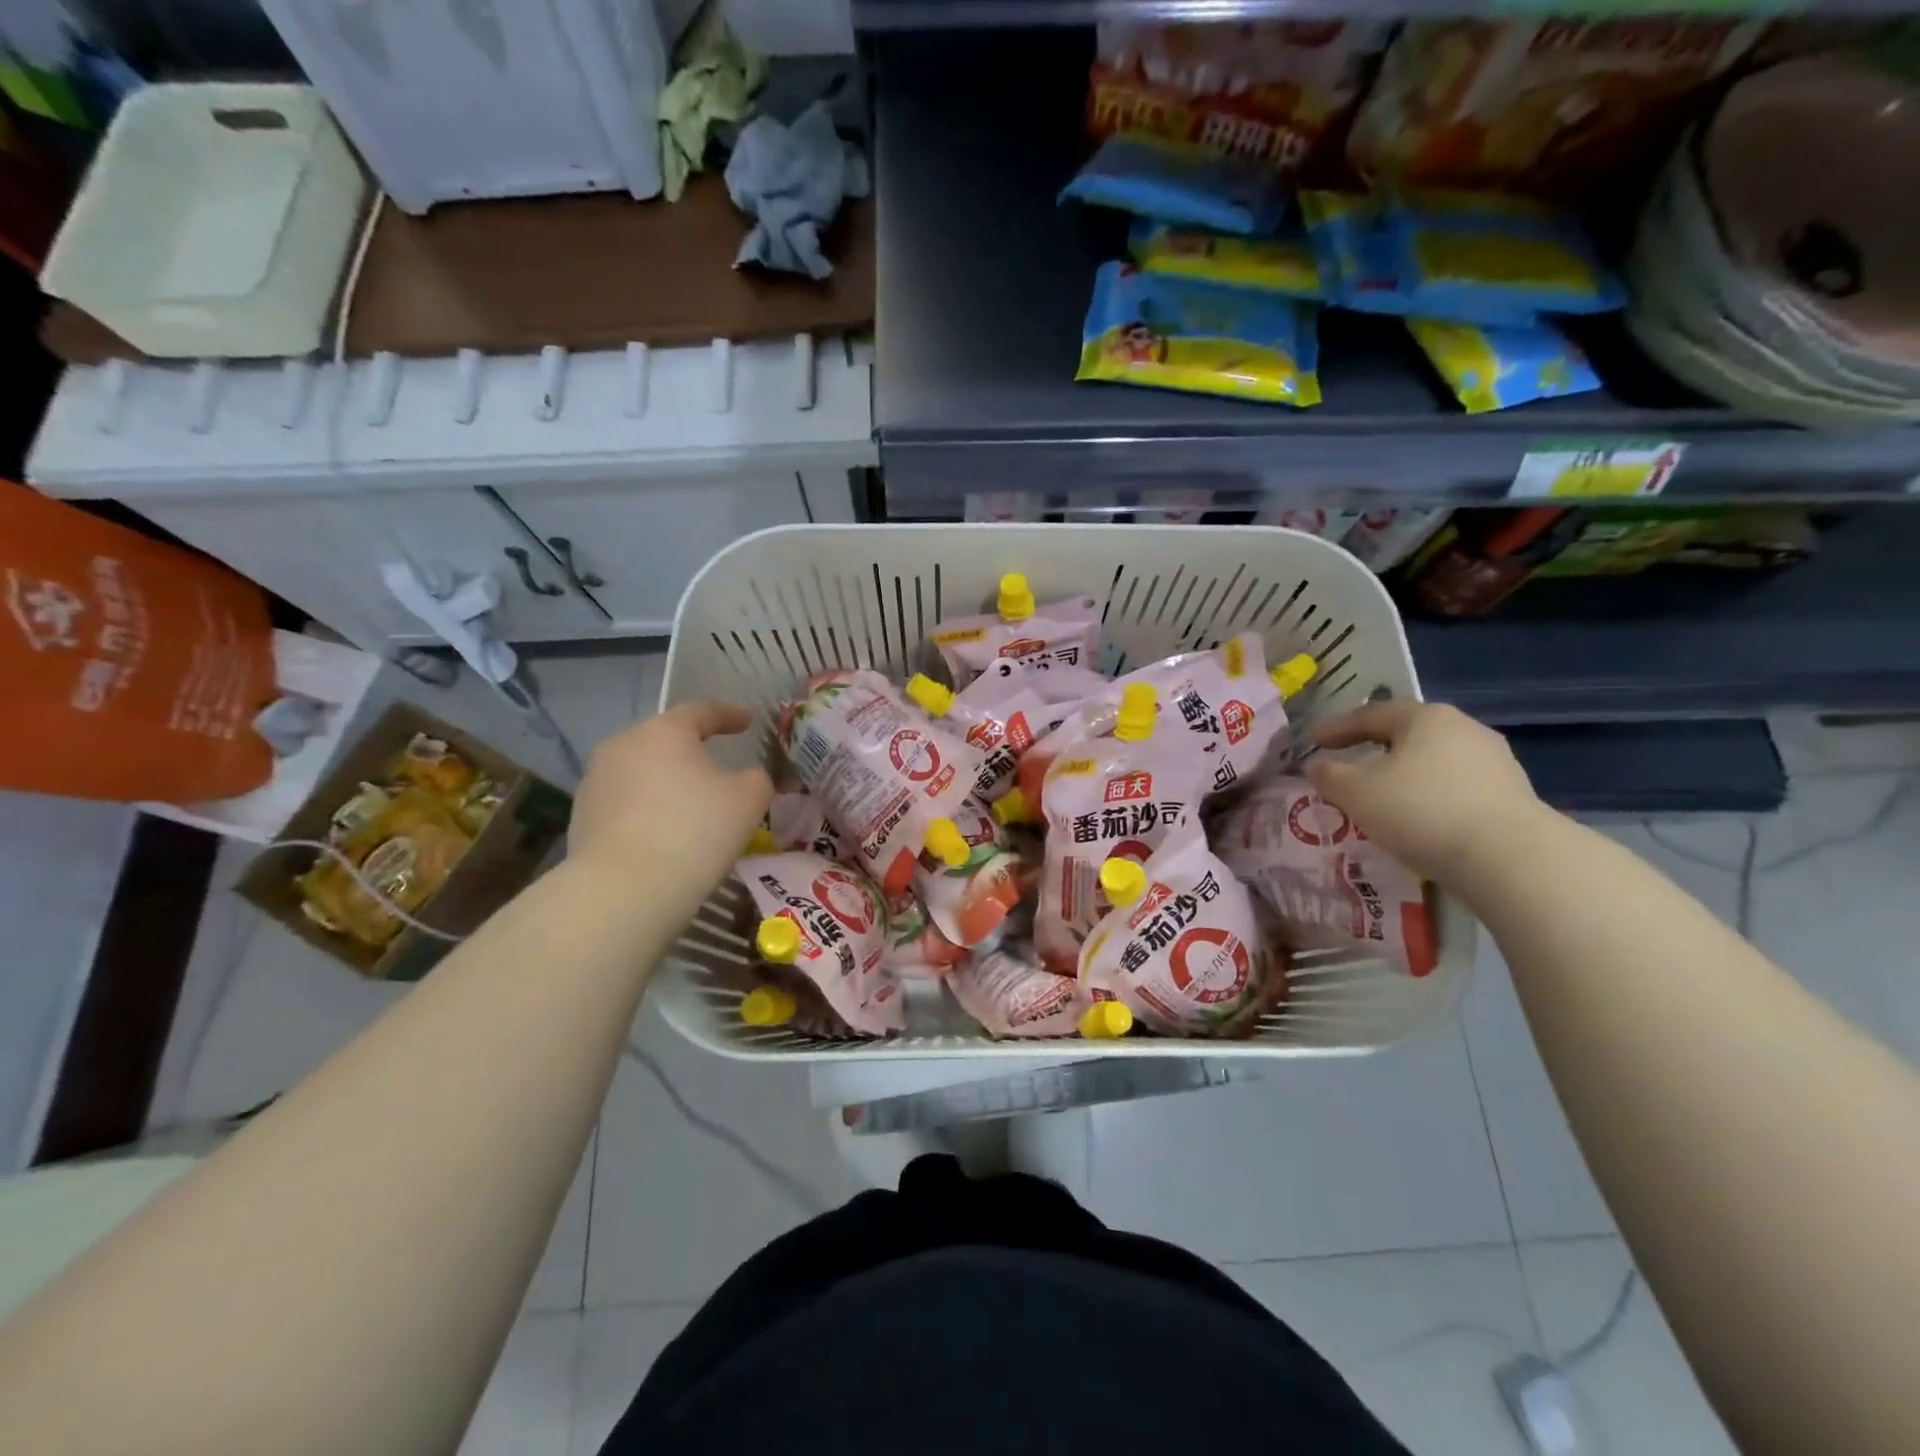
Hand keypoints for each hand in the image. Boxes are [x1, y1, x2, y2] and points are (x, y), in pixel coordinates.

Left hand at [568, 702, 772, 902]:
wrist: (625, 889)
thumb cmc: (696, 830)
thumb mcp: (748, 800)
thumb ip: (757, 778)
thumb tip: (749, 777)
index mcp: (665, 731)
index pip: (702, 712)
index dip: (729, 715)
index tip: (748, 721)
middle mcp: (624, 745)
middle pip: (665, 739)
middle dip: (691, 748)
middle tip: (716, 763)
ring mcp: (595, 781)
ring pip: (642, 771)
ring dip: (666, 781)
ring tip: (688, 804)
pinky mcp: (581, 817)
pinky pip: (625, 802)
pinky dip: (647, 809)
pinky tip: (662, 832)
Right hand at [1306, 701, 1546, 882]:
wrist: (1509, 858)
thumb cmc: (1420, 810)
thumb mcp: (1355, 792)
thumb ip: (1329, 775)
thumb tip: (1318, 766)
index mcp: (1425, 718)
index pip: (1371, 714)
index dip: (1337, 727)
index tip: (1313, 741)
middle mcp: (1464, 729)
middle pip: (1407, 734)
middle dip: (1374, 747)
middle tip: (1348, 762)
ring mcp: (1495, 762)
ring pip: (1434, 761)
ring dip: (1404, 774)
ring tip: (1382, 796)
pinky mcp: (1511, 796)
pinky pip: (1456, 788)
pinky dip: (1429, 796)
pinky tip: (1418, 819)